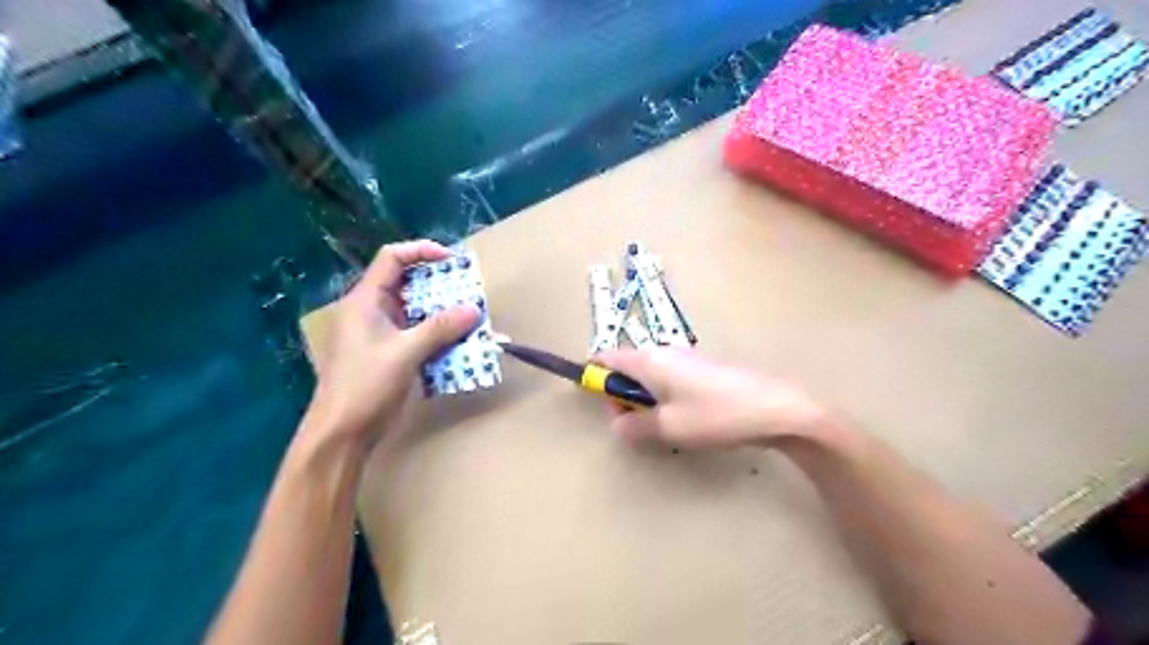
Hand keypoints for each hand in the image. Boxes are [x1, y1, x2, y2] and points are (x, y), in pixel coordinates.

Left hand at [304, 242, 481, 448]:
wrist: (343, 431)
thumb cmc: (366, 385)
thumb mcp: (406, 352)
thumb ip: (441, 328)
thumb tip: (474, 309)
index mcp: (365, 300)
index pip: (392, 258)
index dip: (421, 251)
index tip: (452, 261)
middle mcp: (372, 310)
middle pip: (407, 283)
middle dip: (439, 285)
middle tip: (469, 290)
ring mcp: (381, 333)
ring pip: (415, 311)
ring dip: (442, 312)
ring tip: (469, 316)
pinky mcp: (390, 352)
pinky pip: (418, 333)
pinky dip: (438, 333)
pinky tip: (458, 342)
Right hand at [593, 350, 826, 449]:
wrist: (775, 408)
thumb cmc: (715, 415)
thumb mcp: (669, 427)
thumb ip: (635, 426)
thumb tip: (616, 425)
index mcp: (649, 360)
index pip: (607, 358)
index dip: (596, 378)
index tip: (601, 403)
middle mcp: (664, 353)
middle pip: (627, 368)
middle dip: (622, 396)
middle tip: (635, 426)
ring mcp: (686, 360)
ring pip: (649, 377)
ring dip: (645, 401)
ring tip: (663, 428)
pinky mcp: (703, 370)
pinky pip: (670, 381)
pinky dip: (665, 399)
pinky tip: (686, 421)